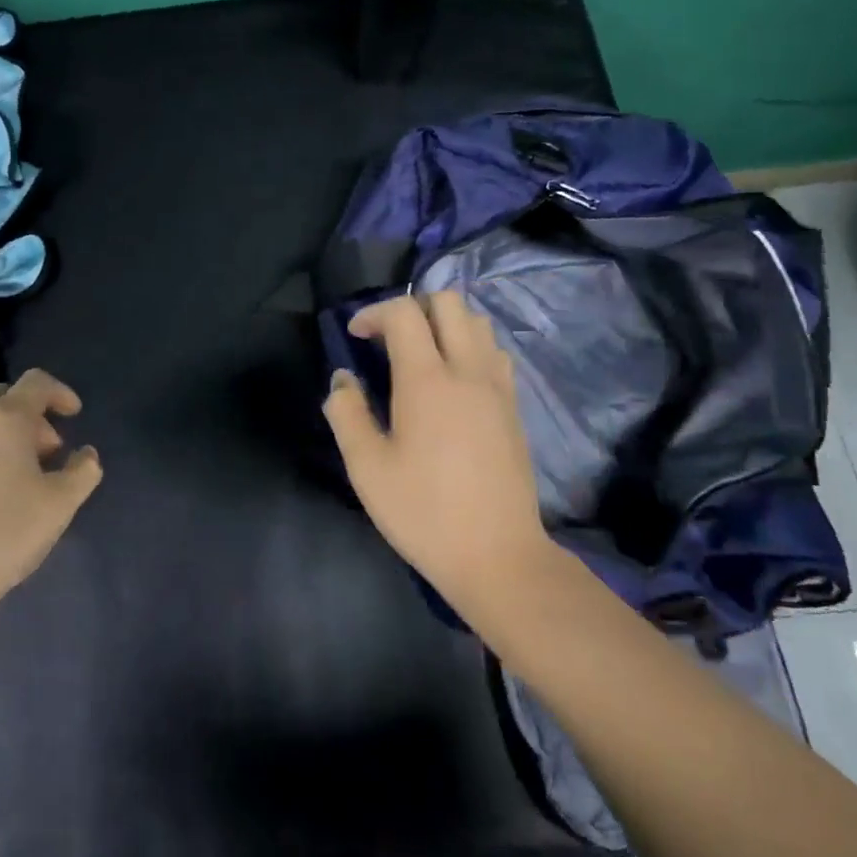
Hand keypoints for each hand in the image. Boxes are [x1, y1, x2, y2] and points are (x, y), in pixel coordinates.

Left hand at [0, 368, 102, 609]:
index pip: (37, 382)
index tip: (74, 416)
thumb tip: (85, 454)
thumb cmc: (3, 534)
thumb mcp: (60, 505)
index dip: (60, 393)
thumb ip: (83, 471)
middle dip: (32, 418)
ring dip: (2, 437)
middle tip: (47, 454)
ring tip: (16, 478)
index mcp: (4, 419)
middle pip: (4, 399)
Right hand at [323, 291, 553, 609]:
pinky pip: (494, 352)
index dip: (374, 313)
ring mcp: (497, 387)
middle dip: (413, 307)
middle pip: (449, 302)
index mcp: (427, 381)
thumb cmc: (423, 512)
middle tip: (388, 340)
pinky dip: (470, 346)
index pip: (404, 313)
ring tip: (420, 356)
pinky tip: (452, 382)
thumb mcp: (367, 468)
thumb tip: (343, 380)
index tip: (356, 337)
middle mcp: (468, 371)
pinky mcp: (513, 407)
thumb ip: (347, 414)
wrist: (497, 555)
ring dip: (445, 324)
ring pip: (477, 323)